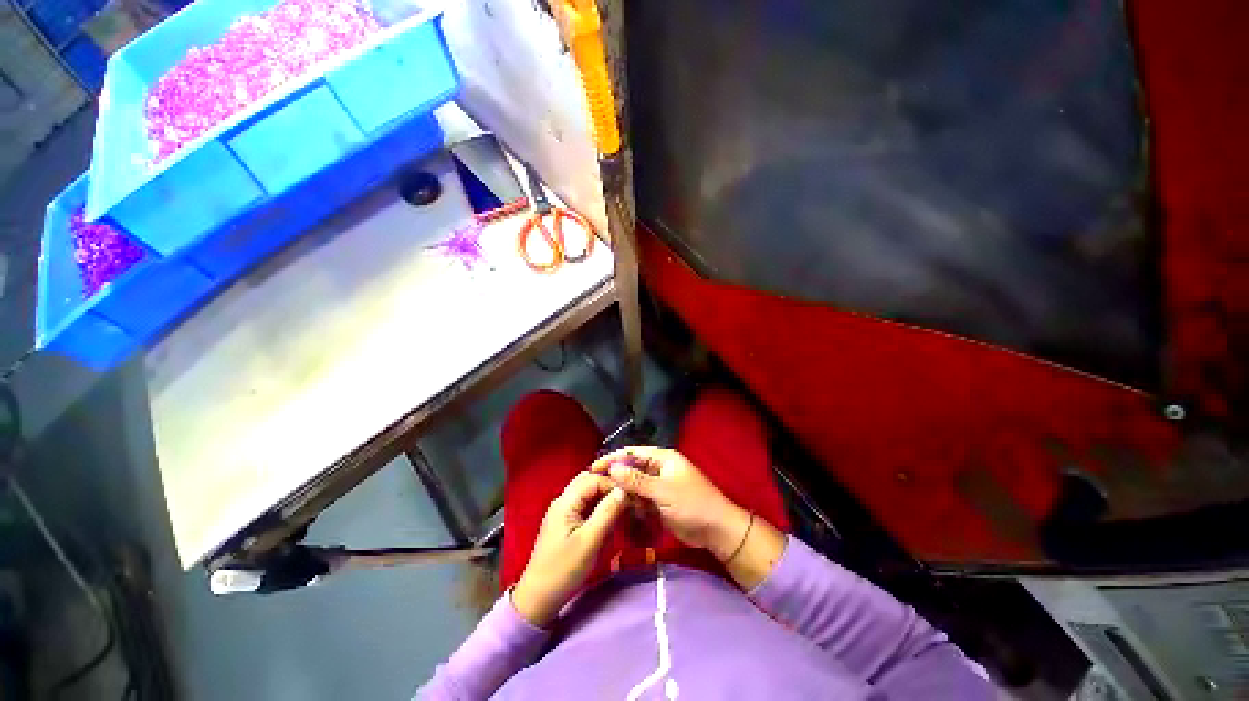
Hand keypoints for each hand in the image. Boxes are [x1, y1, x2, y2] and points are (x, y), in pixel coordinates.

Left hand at [512, 472, 627, 627]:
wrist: (538, 598)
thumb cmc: (564, 570)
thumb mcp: (589, 542)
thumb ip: (607, 513)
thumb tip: (624, 490)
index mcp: (565, 501)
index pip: (594, 479)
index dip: (613, 484)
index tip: (631, 496)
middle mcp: (563, 500)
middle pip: (589, 481)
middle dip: (609, 487)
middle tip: (628, 500)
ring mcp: (563, 511)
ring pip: (588, 492)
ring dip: (604, 497)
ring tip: (621, 508)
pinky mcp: (566, 522)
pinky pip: (585, 505)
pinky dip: (598, 508)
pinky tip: (609, 519)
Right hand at [590, 447, 751, 561]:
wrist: (716, 530)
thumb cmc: (692, 504)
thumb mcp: (663, 492)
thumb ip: (637, 481)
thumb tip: (613, 468)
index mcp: (663, 458)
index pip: (633, 453)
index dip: (613, 458)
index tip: (594, 468)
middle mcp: (660, 468)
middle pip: (632, 469)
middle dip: (617, 477)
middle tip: (596, 488)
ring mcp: (660, 486)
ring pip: (635, 486)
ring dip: (624, 493)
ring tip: (607, 501)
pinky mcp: (660, 502)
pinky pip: (641, 499)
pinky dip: (633, 505)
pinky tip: (621, 511)